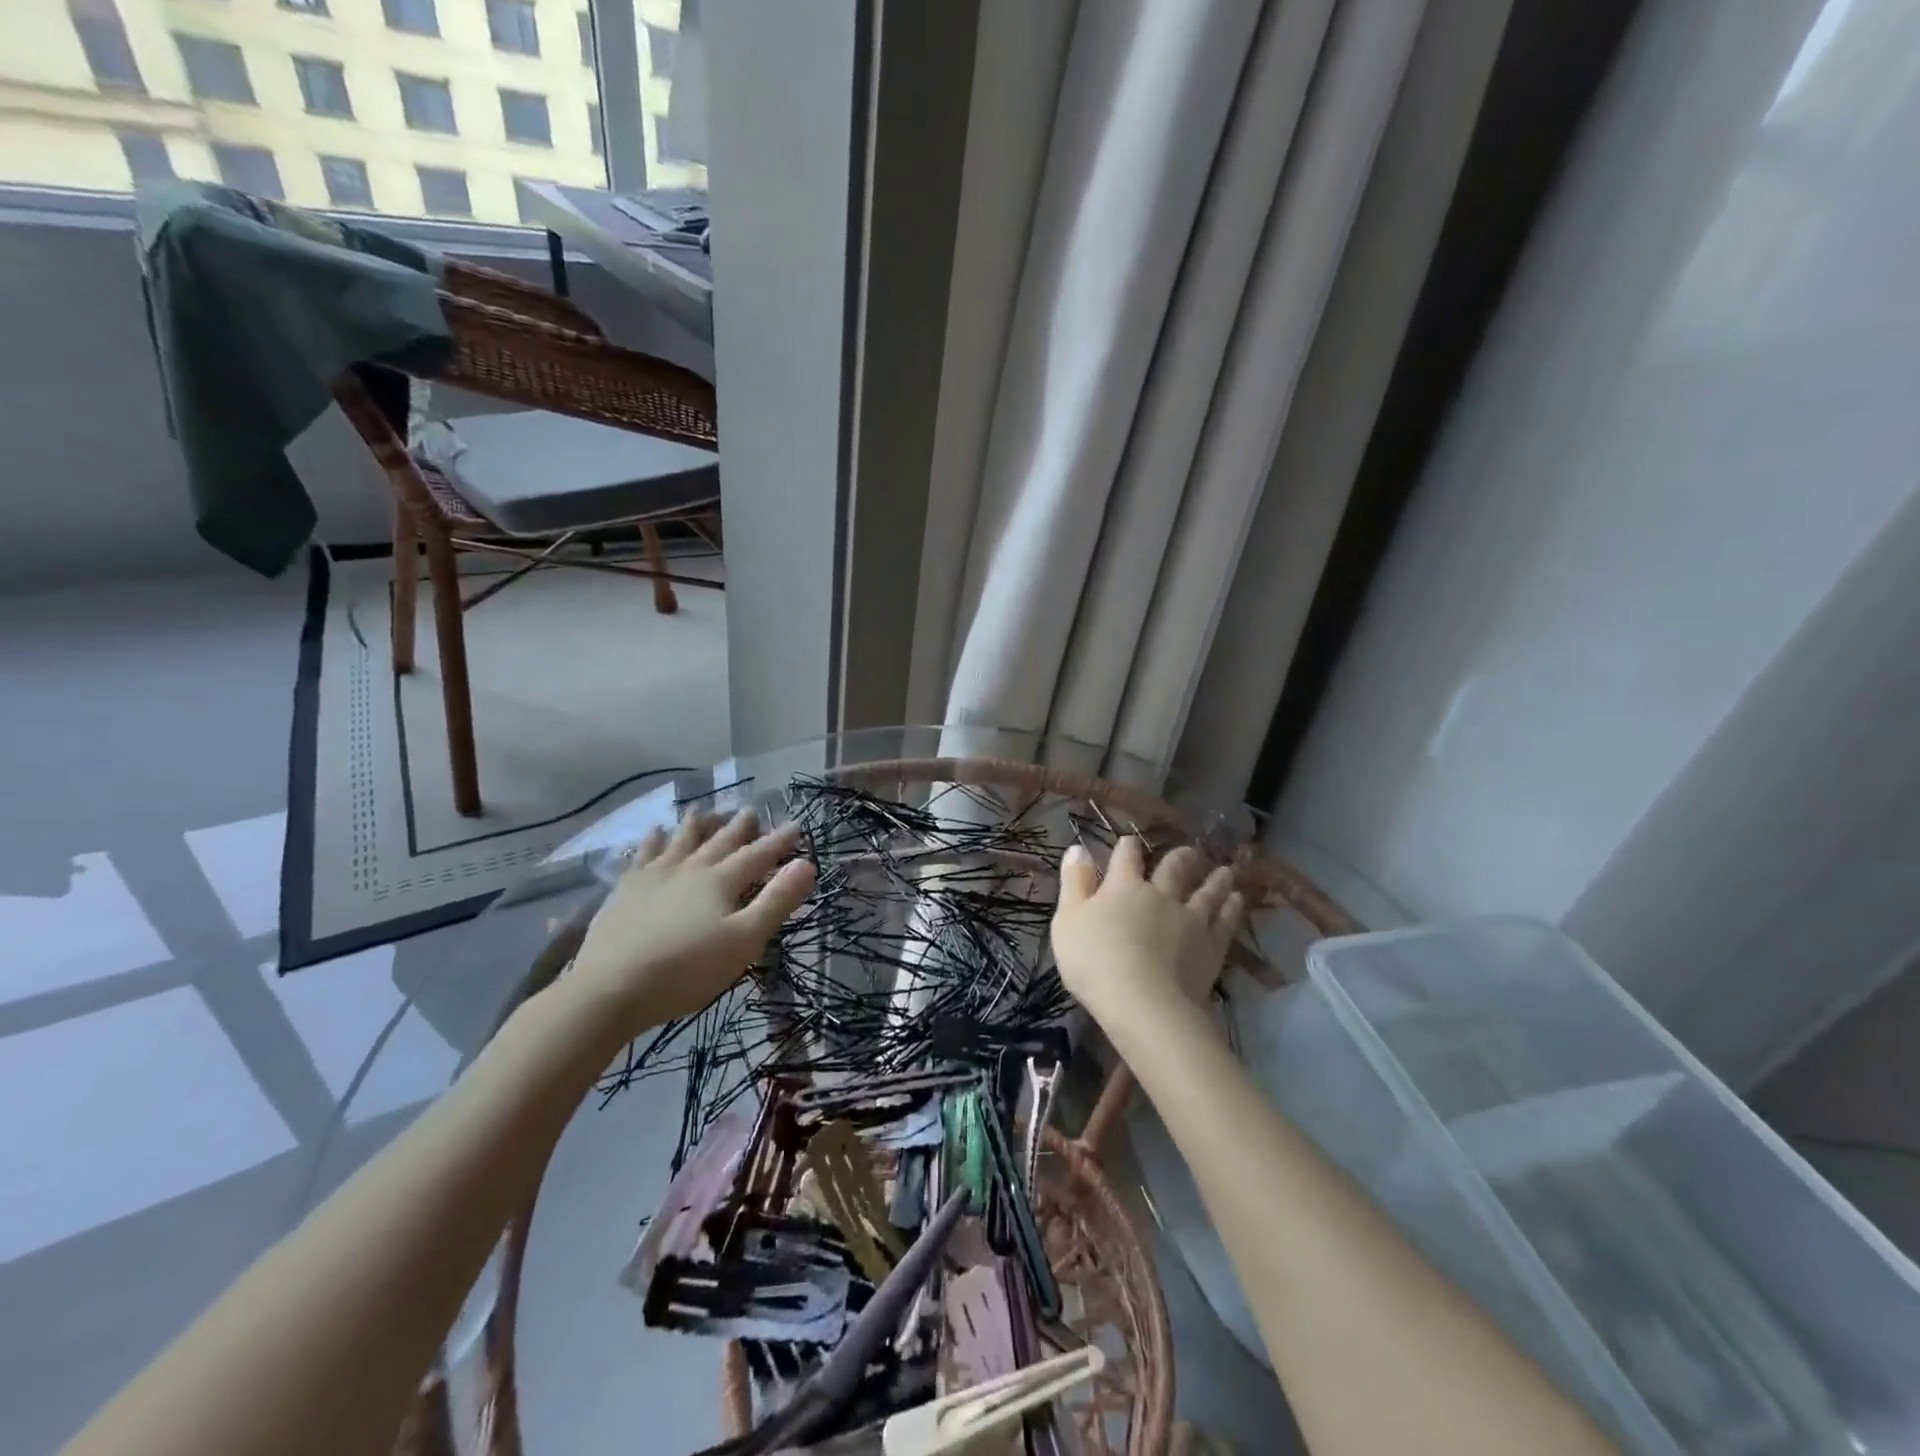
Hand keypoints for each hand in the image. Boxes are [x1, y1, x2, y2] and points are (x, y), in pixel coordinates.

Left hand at [566, 809, 815, 1034]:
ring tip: (704, 811)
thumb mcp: (744, 940)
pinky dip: (652, 840)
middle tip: (751, 811)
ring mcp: (653, 876)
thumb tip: (807, 864)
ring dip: (696, 825)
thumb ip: (776, 901)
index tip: (795, 825)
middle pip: (719, 841)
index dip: (778, 841)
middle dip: (739, 827)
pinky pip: (643, 854)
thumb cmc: (686, 970)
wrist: (610, 988)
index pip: (757, 855)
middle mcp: (689, 868)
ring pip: (680, 840)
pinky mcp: (625, 890)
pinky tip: (653, 832)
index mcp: (720, 881)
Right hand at [1050, 836, 1244, 1027]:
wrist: (1143, 1003)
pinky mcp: (1212, 946)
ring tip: (1225, 871)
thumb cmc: (1095, 961)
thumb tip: (1079, 848)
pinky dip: (1232, 909)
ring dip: (1215, 880)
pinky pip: (1226, 921)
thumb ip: (1074, 883)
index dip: (1127, 847)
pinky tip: (1238, 901)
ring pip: (1206, 892)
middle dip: (1180, 858)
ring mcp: (1190, 919)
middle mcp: (1160, 895)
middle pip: (1173, 869)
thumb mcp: (1067, 920)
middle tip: (1190, 851)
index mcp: (1123, 887)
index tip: (1130, 841)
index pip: (1126, 858)